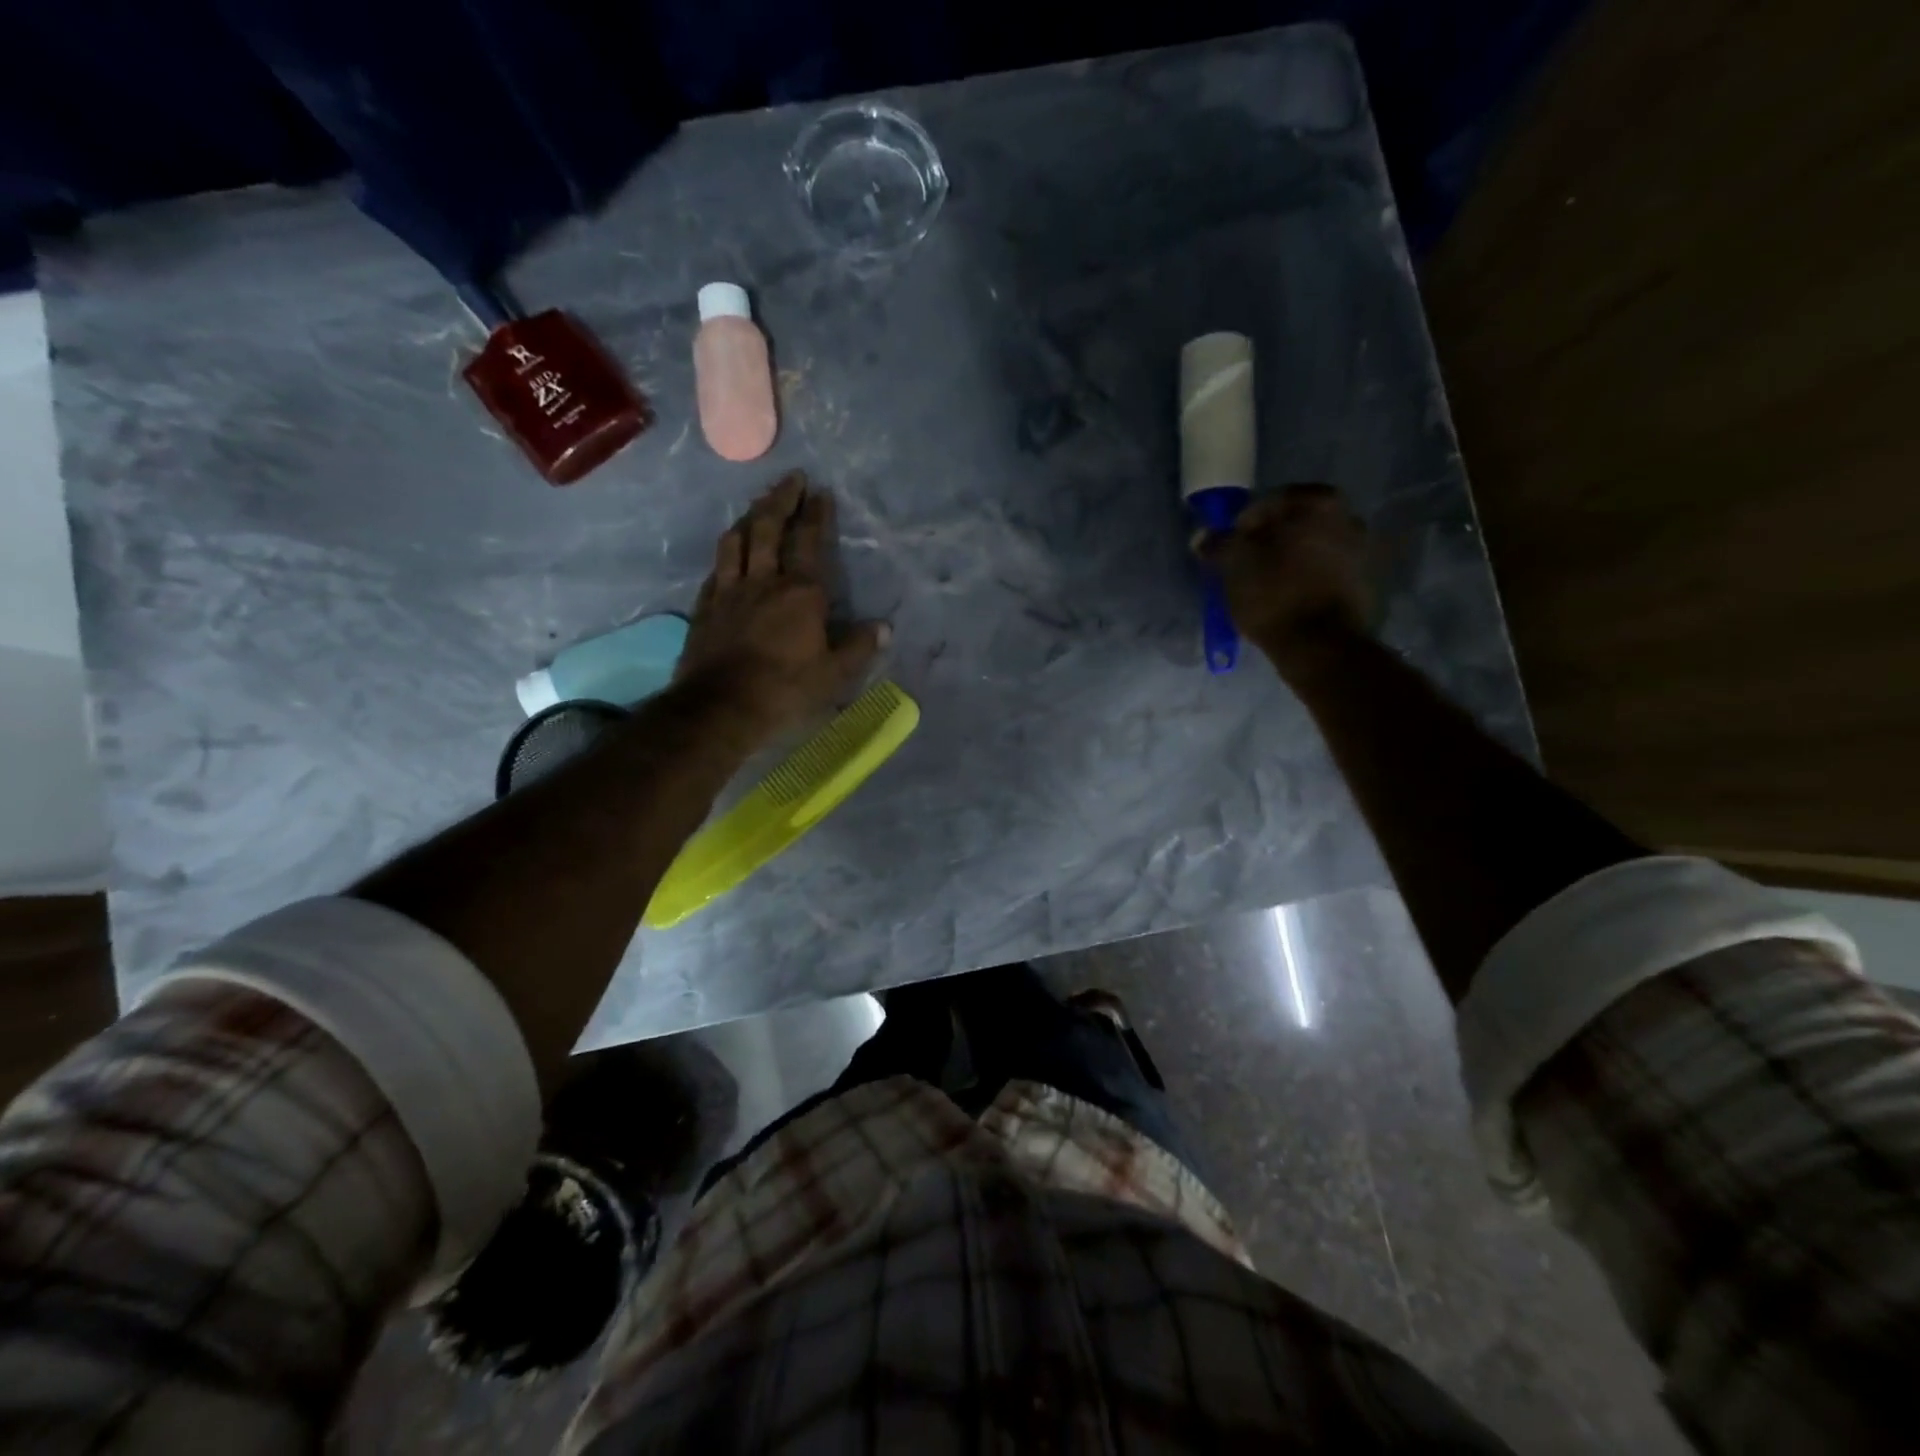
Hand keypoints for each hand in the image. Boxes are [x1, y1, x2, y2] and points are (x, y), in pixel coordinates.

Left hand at [675, 471, 887, 737]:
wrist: (720, 708)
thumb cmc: (785, 691)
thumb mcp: (835, 676)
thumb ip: (859, 648)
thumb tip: (884, 628)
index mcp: (801, 593)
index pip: (809, 541)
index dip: (816, 514)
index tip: (820, 492)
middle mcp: (763, 581)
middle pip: (767, 527)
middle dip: (780, 499)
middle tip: (790, 479)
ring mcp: (729, 592)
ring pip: (735, 541)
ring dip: (748, 517)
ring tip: (757, 506)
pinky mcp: (705, 608)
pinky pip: (715, 570)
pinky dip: (726, 554)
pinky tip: (728, 553)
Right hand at [1204, 484, 1371, 674]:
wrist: (1321, 646)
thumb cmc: (1275, 594)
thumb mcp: (1234, 565)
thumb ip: (1219, 544)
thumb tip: (1203, 536)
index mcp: (1320, 503)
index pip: (1269, 503)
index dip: (1244, 524)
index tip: (1231, 548)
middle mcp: (1350, 518)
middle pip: (1295, 525)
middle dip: (1270, 541)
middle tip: (1246, 565)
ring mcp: (1363, 552)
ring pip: (1312, 549)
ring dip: (1290, 561)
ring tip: (1266, 586)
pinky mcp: (1365, 585)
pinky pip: (1326, 573)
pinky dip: (1307, 580)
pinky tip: (1289, 599)